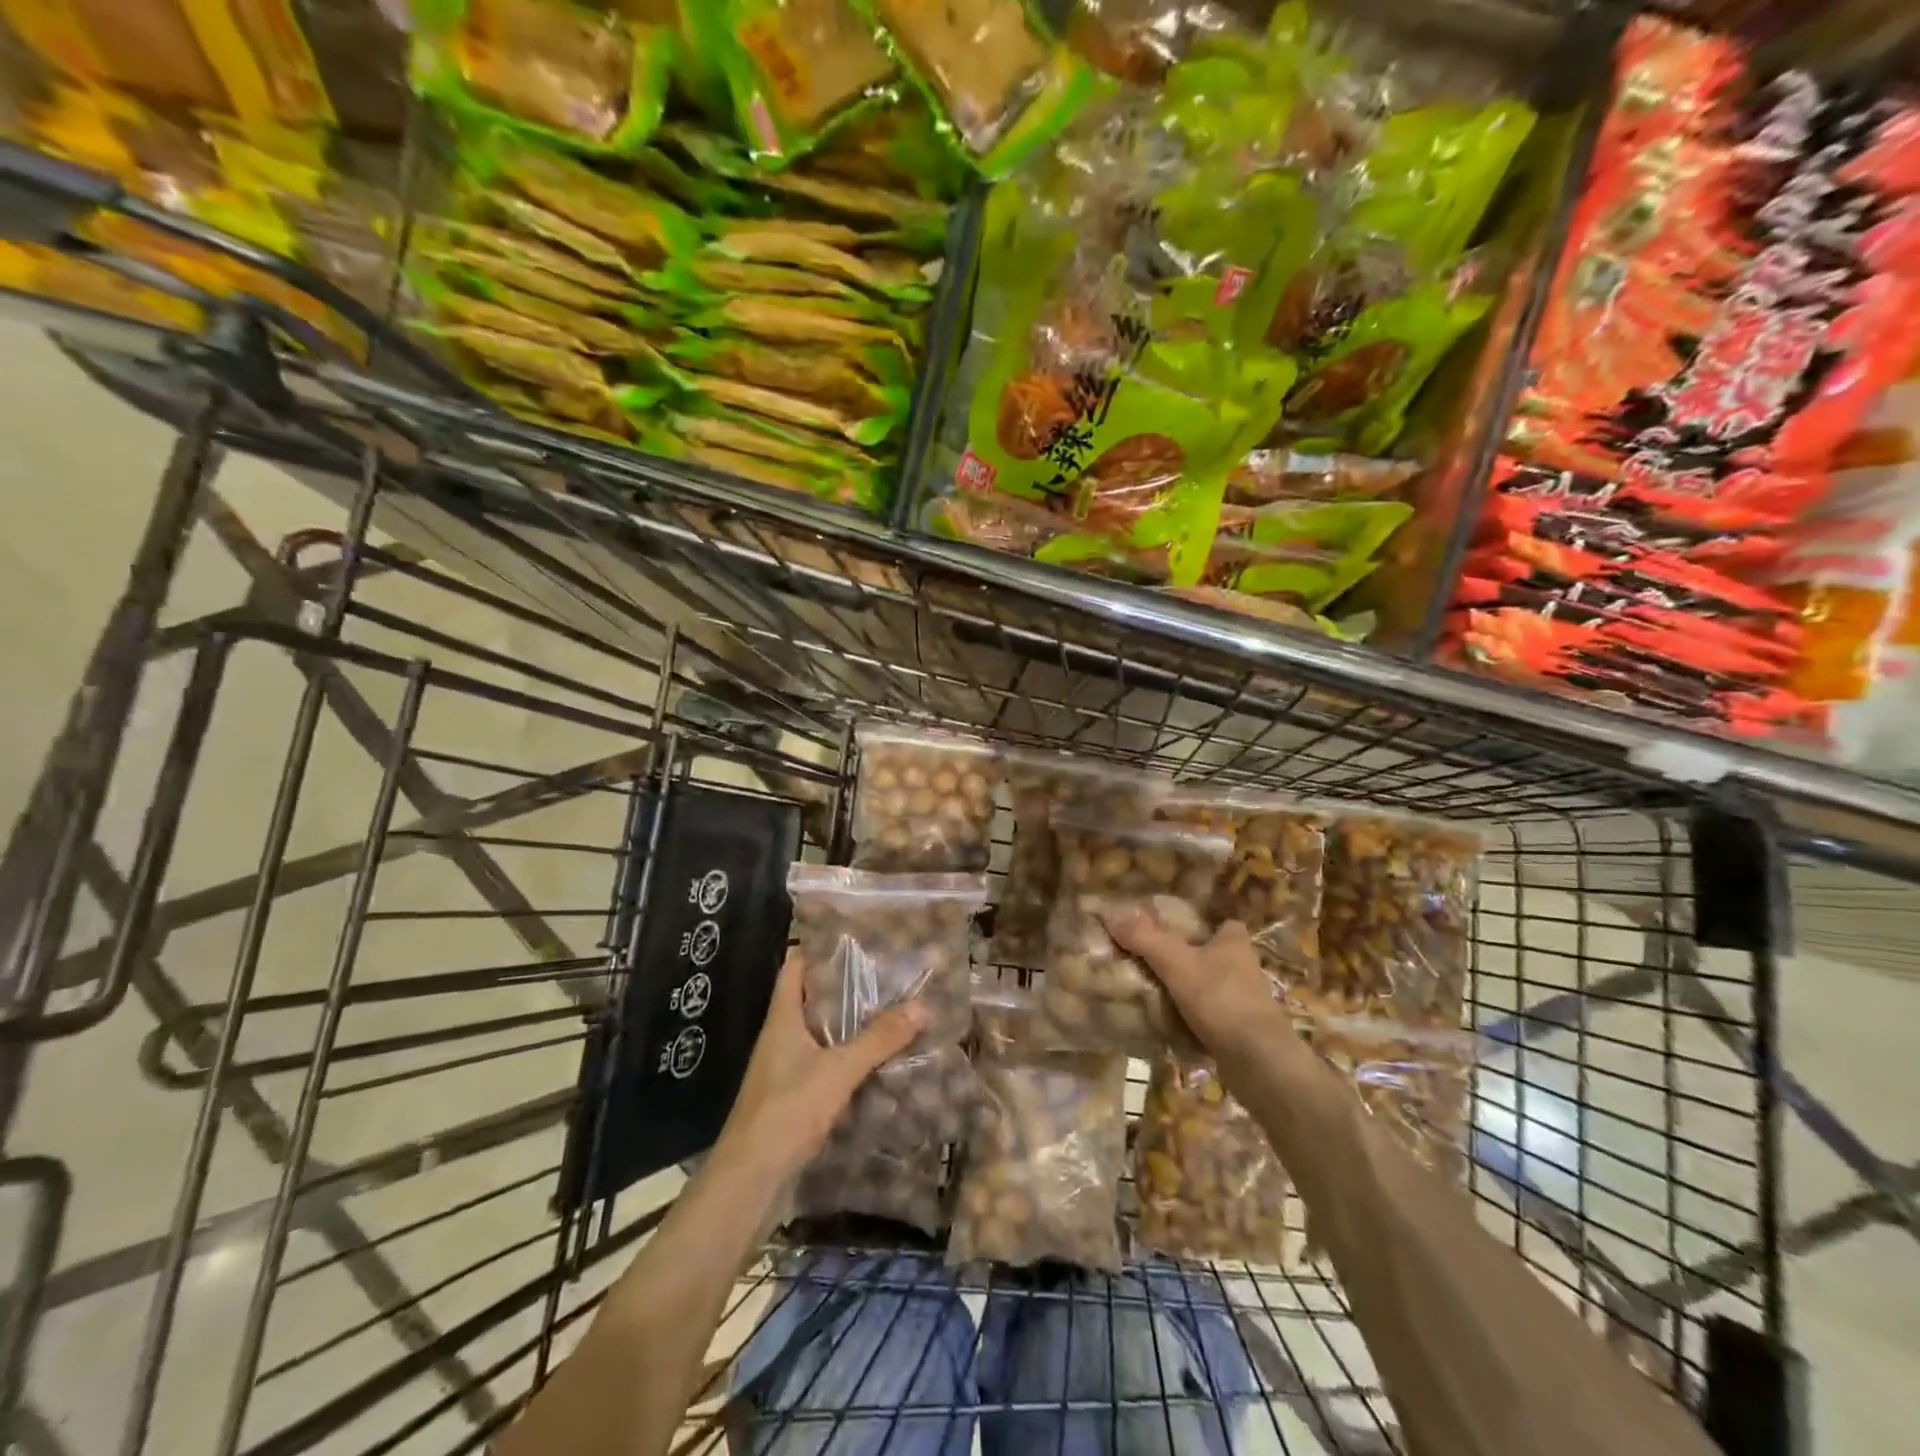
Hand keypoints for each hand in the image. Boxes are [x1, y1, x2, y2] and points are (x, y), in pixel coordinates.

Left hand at [714, 950, 927, 1181]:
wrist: (750, 1179)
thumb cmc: (787, 1110)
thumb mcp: (838, 1070)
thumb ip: (878, 1039)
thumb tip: (922, 1006)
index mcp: (783, 1018)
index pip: (796, 966)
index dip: (819, 947)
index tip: (856, 936)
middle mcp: (782, 1036)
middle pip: (813, 998)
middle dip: (847, 986)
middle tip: (888, 972)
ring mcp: (786, 1067)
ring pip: (822, 1032)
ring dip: (851, 1024)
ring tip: (892, 1009)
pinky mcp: (794, 1096)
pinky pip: (825, 1063)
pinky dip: (849, 1057)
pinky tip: (879, 1060)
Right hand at [1097, 906, 1287, 1052]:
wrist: (1258, 1061)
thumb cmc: (1220, 999)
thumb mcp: (1176, 963)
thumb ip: (1144, 939)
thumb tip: (1111, 915)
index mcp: (1234, 942)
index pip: (1222, 923)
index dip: (1201, 924)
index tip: (1173, 929)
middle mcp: (1244, 967)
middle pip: (1213, 954)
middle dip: (1189, 957)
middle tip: (1153, 959)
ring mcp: (1245, 1001)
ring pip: (1211, 985)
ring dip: (1189, 988)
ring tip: (1153, 989)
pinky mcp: (1241, 1029)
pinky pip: (1210, 1014)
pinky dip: (1193, 1016)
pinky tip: (1168, 1019)